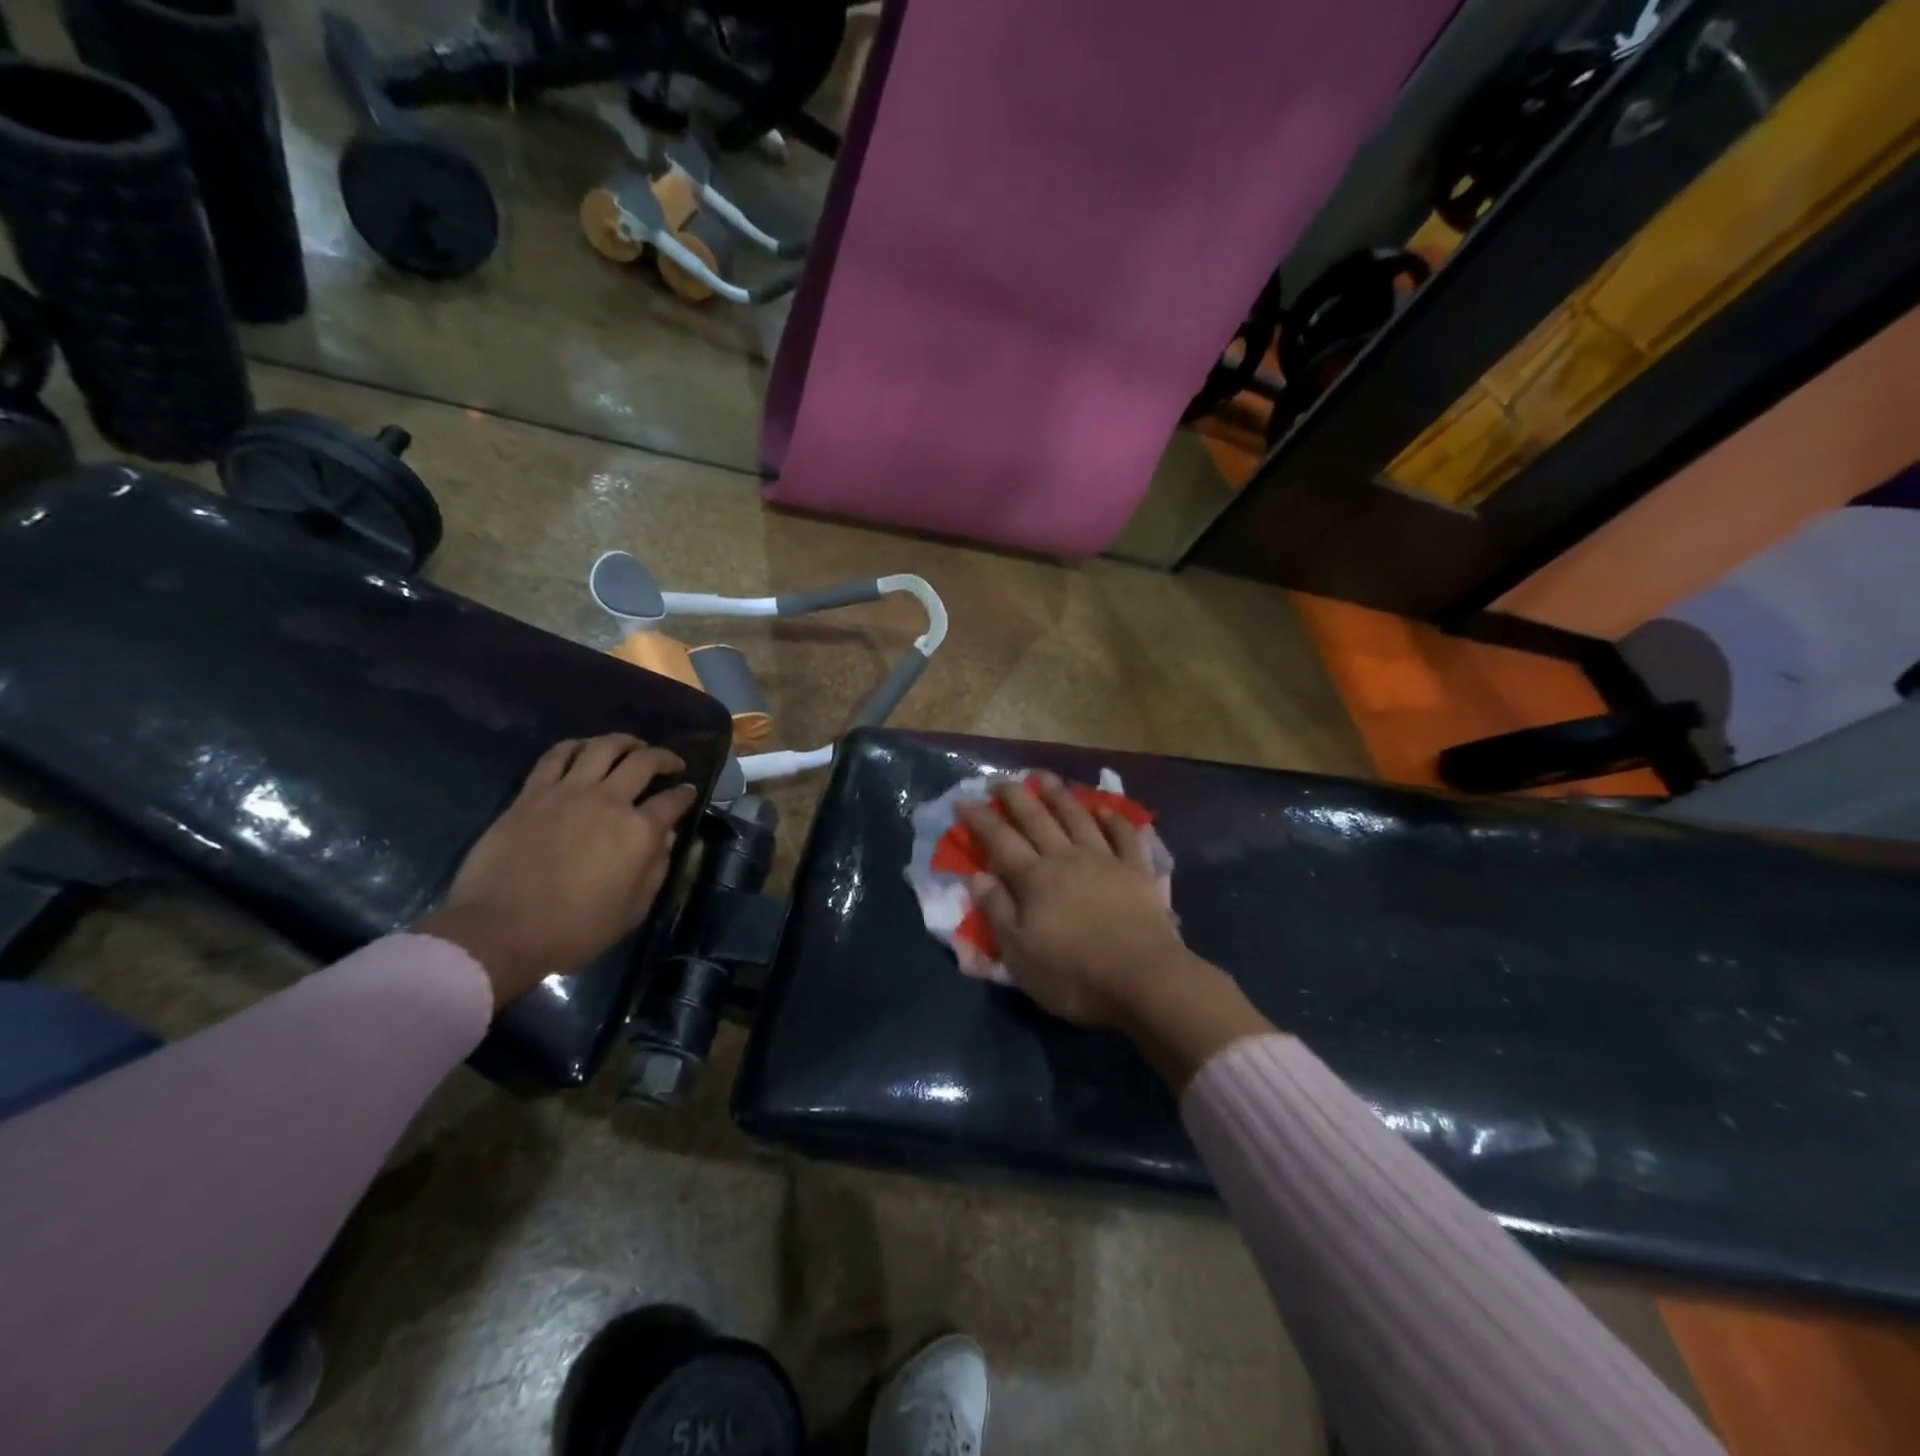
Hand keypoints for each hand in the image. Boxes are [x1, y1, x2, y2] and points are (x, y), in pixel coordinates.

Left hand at [415, 735, 698, 1006]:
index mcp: (640, 831)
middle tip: (670, 764)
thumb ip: (655, 869)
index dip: (686, 794)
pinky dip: (575, 746)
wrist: (499, 931)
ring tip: (631, 747)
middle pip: (643, 761)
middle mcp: (609, 801)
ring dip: (624, 742)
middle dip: (664, 758)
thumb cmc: (574, 929)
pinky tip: (582, 750)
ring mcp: (568, 792)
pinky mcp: (532, 794)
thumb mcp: (632, 910)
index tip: (689, 792)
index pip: (673, 801)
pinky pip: (556, 756)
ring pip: (602, 747)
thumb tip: (665, 839)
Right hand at [956, 773, 1190, 1027]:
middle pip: (1037, 818)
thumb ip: (997, 911)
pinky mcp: (1137, 871)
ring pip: (1077, 817)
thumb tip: (977, 875)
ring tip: (1045, 777)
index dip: (980, 818)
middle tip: (1000, 780)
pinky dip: (1114, 820)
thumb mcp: (1019, 954)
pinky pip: (1124, 836)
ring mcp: (1105, 860)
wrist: (1144, 980)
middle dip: (1015, 796)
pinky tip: (1106, 811)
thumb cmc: (1074, 974)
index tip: (963, 801)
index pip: (1000, 839)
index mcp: (1034, 879)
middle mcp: (1066, 858)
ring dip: (1059, 795)